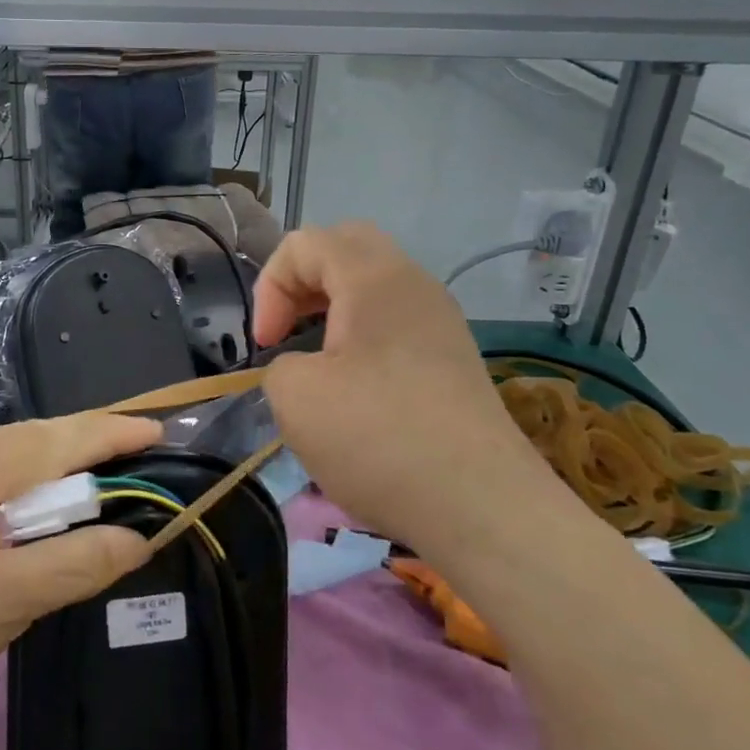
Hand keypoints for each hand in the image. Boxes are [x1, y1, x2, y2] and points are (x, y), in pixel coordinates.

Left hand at [0, 413, 159, 749]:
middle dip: (85, 454)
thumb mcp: (6, 603)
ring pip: (5, 468)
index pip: (51, 440)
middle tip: (140, 458)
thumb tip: (142, 536)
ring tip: (101, 489)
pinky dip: (20, 502)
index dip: (110, 433)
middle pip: (28, 446)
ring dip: (53, 482)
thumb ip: (80, 561)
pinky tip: (40, 518)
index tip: (161, 430)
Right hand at [253, 223, 568, 549]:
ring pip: (376, 284)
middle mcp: (414, 284)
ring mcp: (442, 321)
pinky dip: (364, 335)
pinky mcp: (455, 359)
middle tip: (288, 328)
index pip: (305, 244)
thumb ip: (281, 364)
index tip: (266, 345)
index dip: (270, 287)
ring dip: (334, 308)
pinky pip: (398, 320)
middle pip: (348, 248)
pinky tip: (355, 386)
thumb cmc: (380, 438)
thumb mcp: (296, 398)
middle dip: (304, 281)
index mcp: (374, 278)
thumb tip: (305, 369)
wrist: (483, 505)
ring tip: (316, 357)